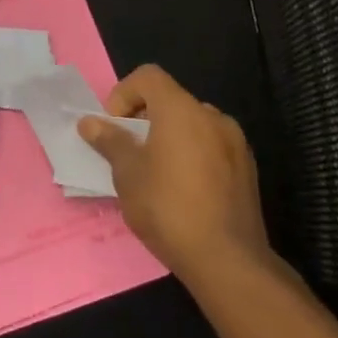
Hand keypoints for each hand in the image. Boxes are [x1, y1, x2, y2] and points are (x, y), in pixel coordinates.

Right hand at [77, 65, 268, 282]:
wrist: (228, 261)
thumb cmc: (168, 208)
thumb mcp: (127, 174)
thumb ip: (110, 141)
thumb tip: (89, 122)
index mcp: (182, 110)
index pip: (148, 77)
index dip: (123, 94)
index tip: (115, 128)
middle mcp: (213, 117)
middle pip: (171, 100)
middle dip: (145, 118)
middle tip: (128, 151)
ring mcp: (235, 143)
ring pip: (192, 125)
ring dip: (169, 137)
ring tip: (154, 173)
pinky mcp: (247, 170)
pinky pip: (211, 147)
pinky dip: (191, 155)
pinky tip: (182, 190)